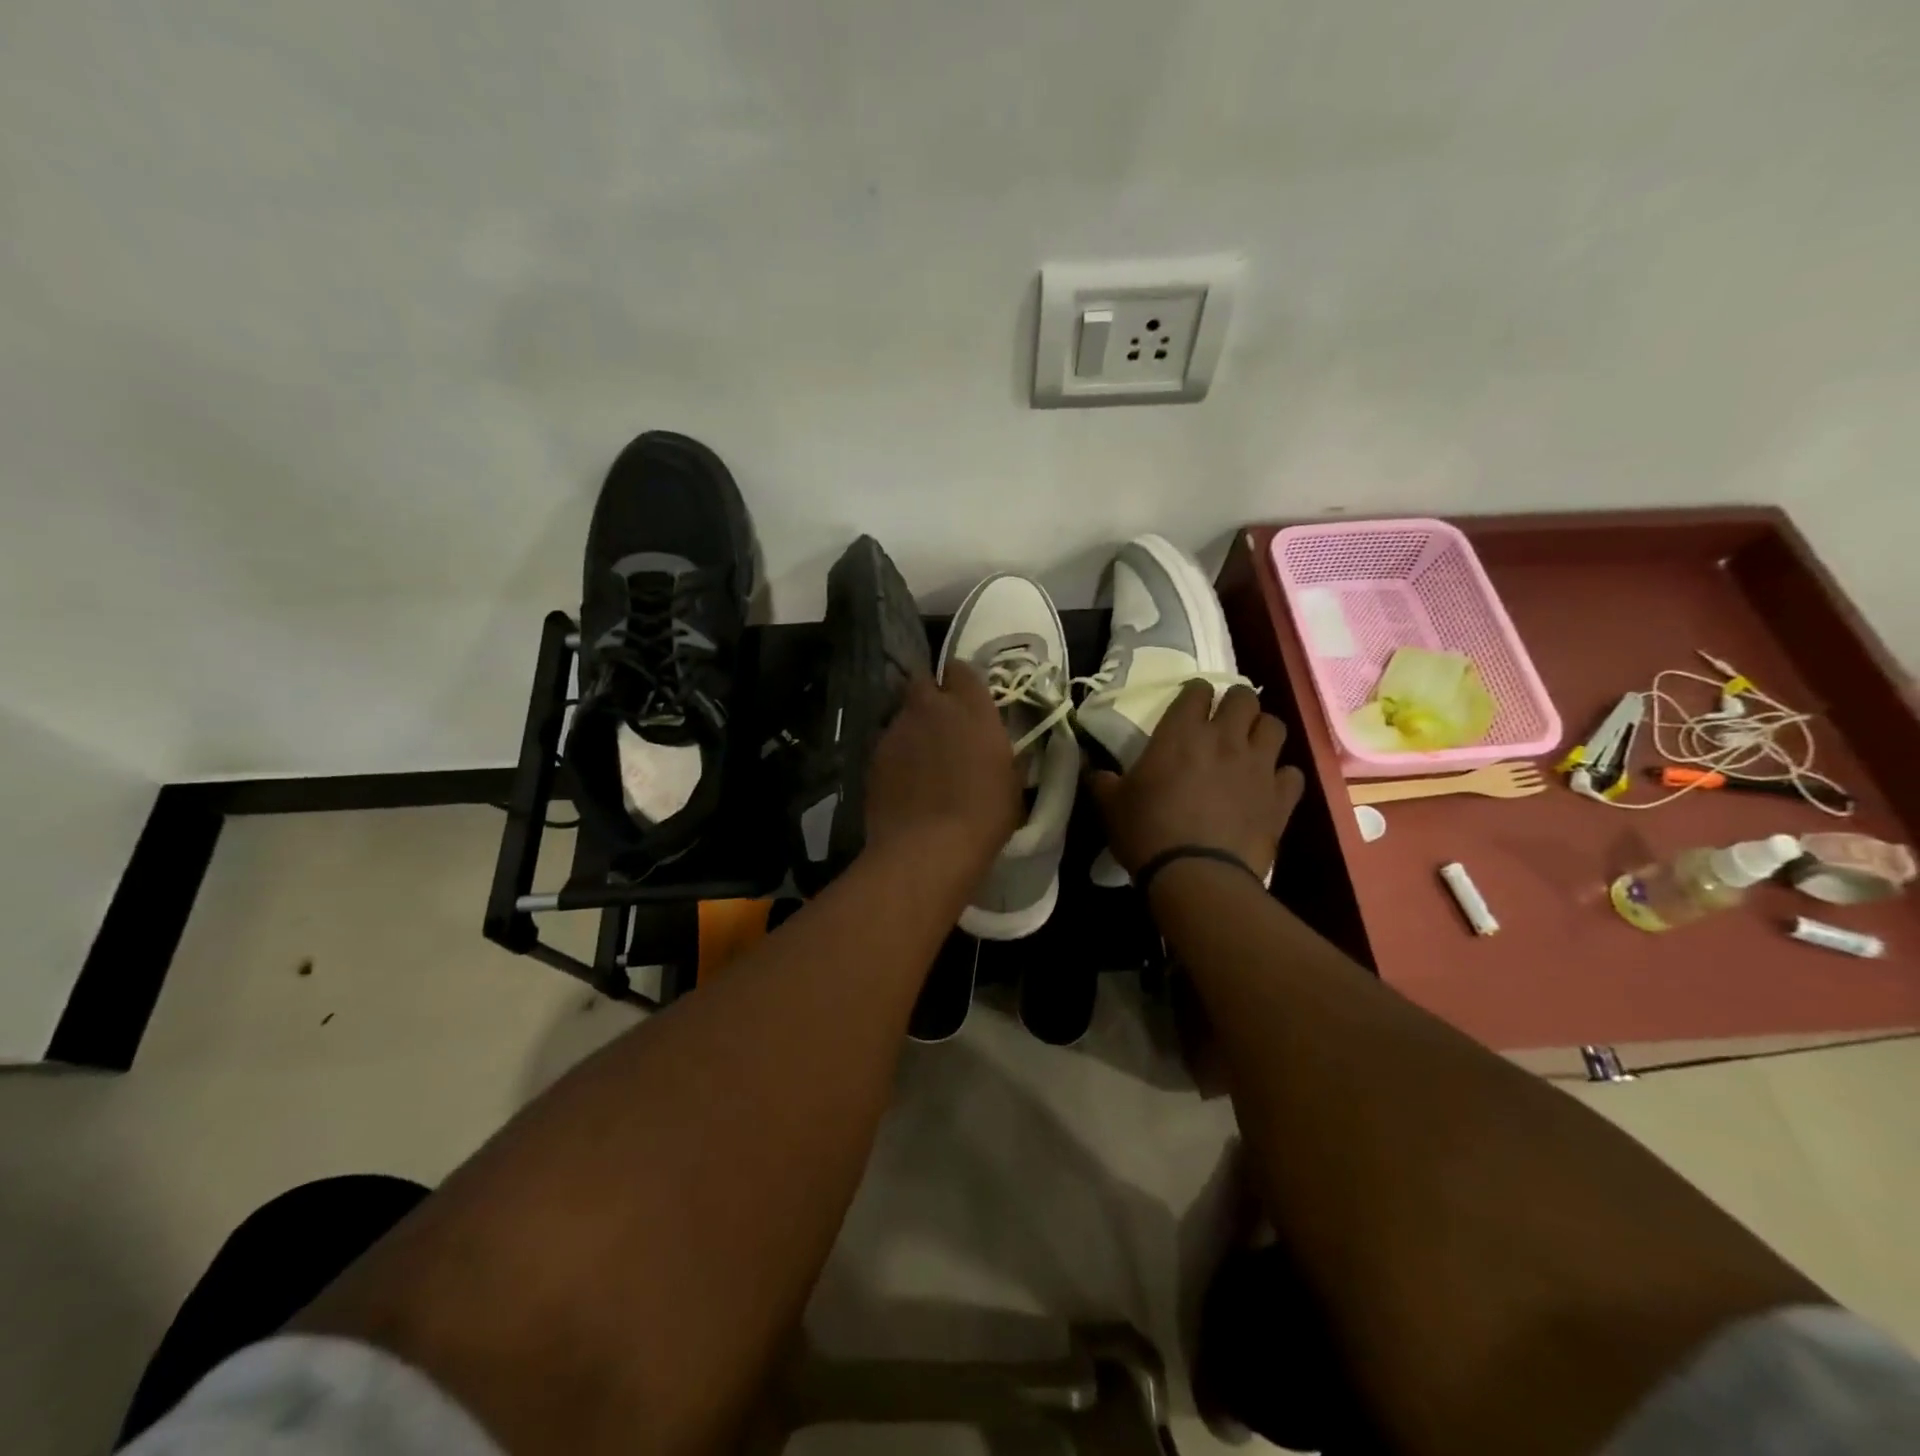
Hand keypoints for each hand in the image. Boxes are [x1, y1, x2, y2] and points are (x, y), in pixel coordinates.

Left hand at [864, 663, 1020, 872]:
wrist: (927, 849)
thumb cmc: (983, 816)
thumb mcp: (1012, 785)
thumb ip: (1003, 756)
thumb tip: (1001, 754)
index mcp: (971, 708)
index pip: (961, 669)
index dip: (962, 682)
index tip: (967, 699)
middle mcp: (930, 708)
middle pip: (923, 682)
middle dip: (929, 695)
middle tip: (940, 722)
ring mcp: (896, 730)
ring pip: (902, 714)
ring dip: (912, 727)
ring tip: (920, 759)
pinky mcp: (873, 756)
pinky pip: (886, 744)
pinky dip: (895, 755)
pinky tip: (903, 781)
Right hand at [1088, 682, 1304, 878]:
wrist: (1196, 876)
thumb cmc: (1147, 832)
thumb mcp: (1110, 805)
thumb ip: (1102, 780)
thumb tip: (1092, 768)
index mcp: (1181, 734)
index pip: (1196, 691)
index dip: (1194, 693)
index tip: (1189, 703)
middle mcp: (1225, 739)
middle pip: (1243, 698)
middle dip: (1234, 702)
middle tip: (1224, 717)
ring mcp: (1258, 766)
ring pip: (1274, 726)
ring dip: (1262, 730)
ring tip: (1250, 744)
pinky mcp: (1280, 798)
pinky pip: (1291, 773)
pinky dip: (1281, 775)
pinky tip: (1269, 785)